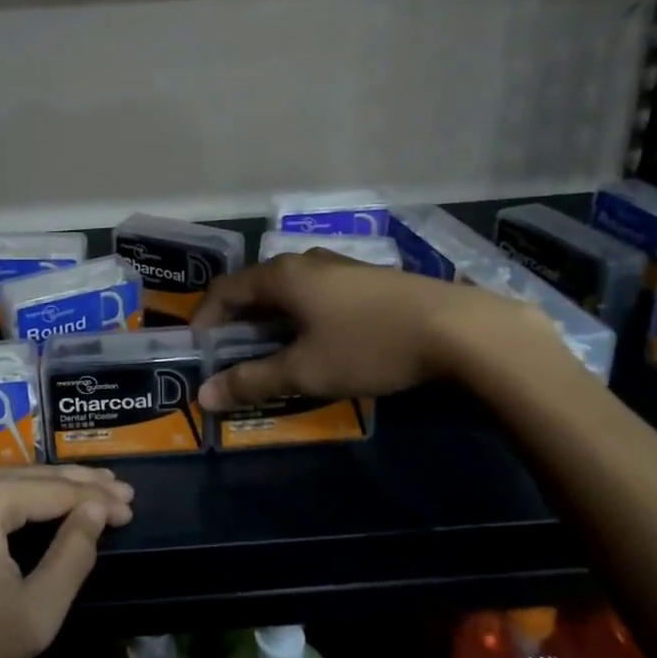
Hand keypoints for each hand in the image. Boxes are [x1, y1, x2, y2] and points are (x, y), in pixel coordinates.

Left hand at [0, 465, 133, 657]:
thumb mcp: (33, 614)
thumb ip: (73, 555)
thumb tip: (97, 512)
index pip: (55, 489)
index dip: (97, 499)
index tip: (132, 505)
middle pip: (33, 476)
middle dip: (80, 486)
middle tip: (122, 491)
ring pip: (10, 480)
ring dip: (51, 489)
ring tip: (95, 490)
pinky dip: (20, 498)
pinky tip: (46, 501)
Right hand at [191, 248, 552, 409]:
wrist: (457, 329)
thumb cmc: (369, 345)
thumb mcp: (306, 370)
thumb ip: (252, 381)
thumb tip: (203, 395)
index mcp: (281, 276)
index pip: (225, 290)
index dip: (205, 319)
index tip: (199, 351)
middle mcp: (305, 262)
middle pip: (256, 287)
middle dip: (238, 322)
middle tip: (233, 358)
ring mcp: (339, 266)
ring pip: (288, 291)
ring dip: (271, 320)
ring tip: (274, 354)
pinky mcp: (367, 279)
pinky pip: (316, 293)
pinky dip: (300, 316)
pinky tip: (319, 343)